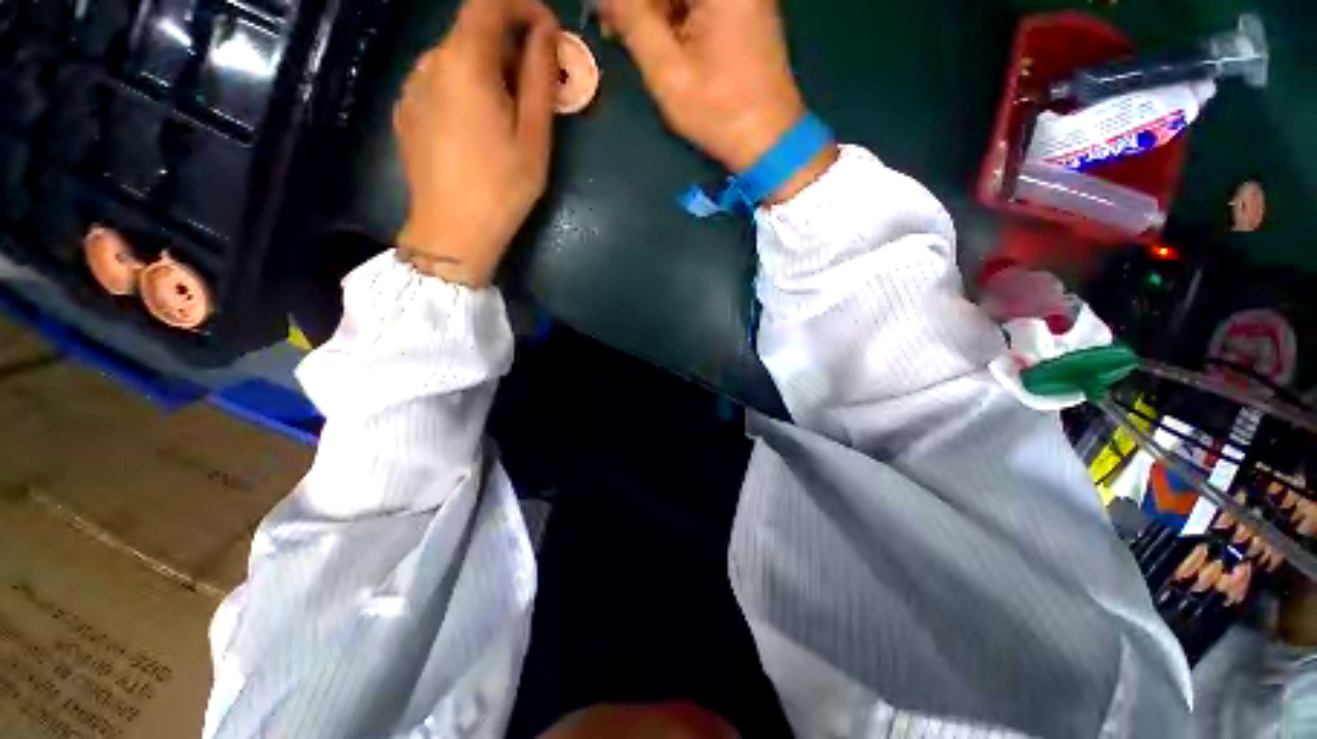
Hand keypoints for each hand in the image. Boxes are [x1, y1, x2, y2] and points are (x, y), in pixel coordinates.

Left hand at [394, 0, 559, 286]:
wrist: (452, 231)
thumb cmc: (502, 187)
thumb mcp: (534, 137)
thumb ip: (539, 78)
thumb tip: (545, 34)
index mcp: (464, 62)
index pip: (489, 3)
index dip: (522, 7)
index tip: (548, 32)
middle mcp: (430, 62)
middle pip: (471, 31)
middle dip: (509, 45)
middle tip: (537, 85)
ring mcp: (412, 87)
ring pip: (455, 58)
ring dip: (487, 69)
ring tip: (509, 113)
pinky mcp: (407, 111)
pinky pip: (440, 83)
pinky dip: (465, 88)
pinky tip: (479, 128)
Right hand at [602, 0, 836, 201]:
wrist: (770, 140)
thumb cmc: (720, 112)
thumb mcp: (668, 72)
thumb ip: (633, 22)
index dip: (628, 1)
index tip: (606, 14)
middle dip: (640, 4)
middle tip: (614, 28)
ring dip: (654, 10)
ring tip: (631, 38)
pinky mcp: (744, 10)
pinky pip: (699, 4)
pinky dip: (674, 16)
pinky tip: (659, 40)